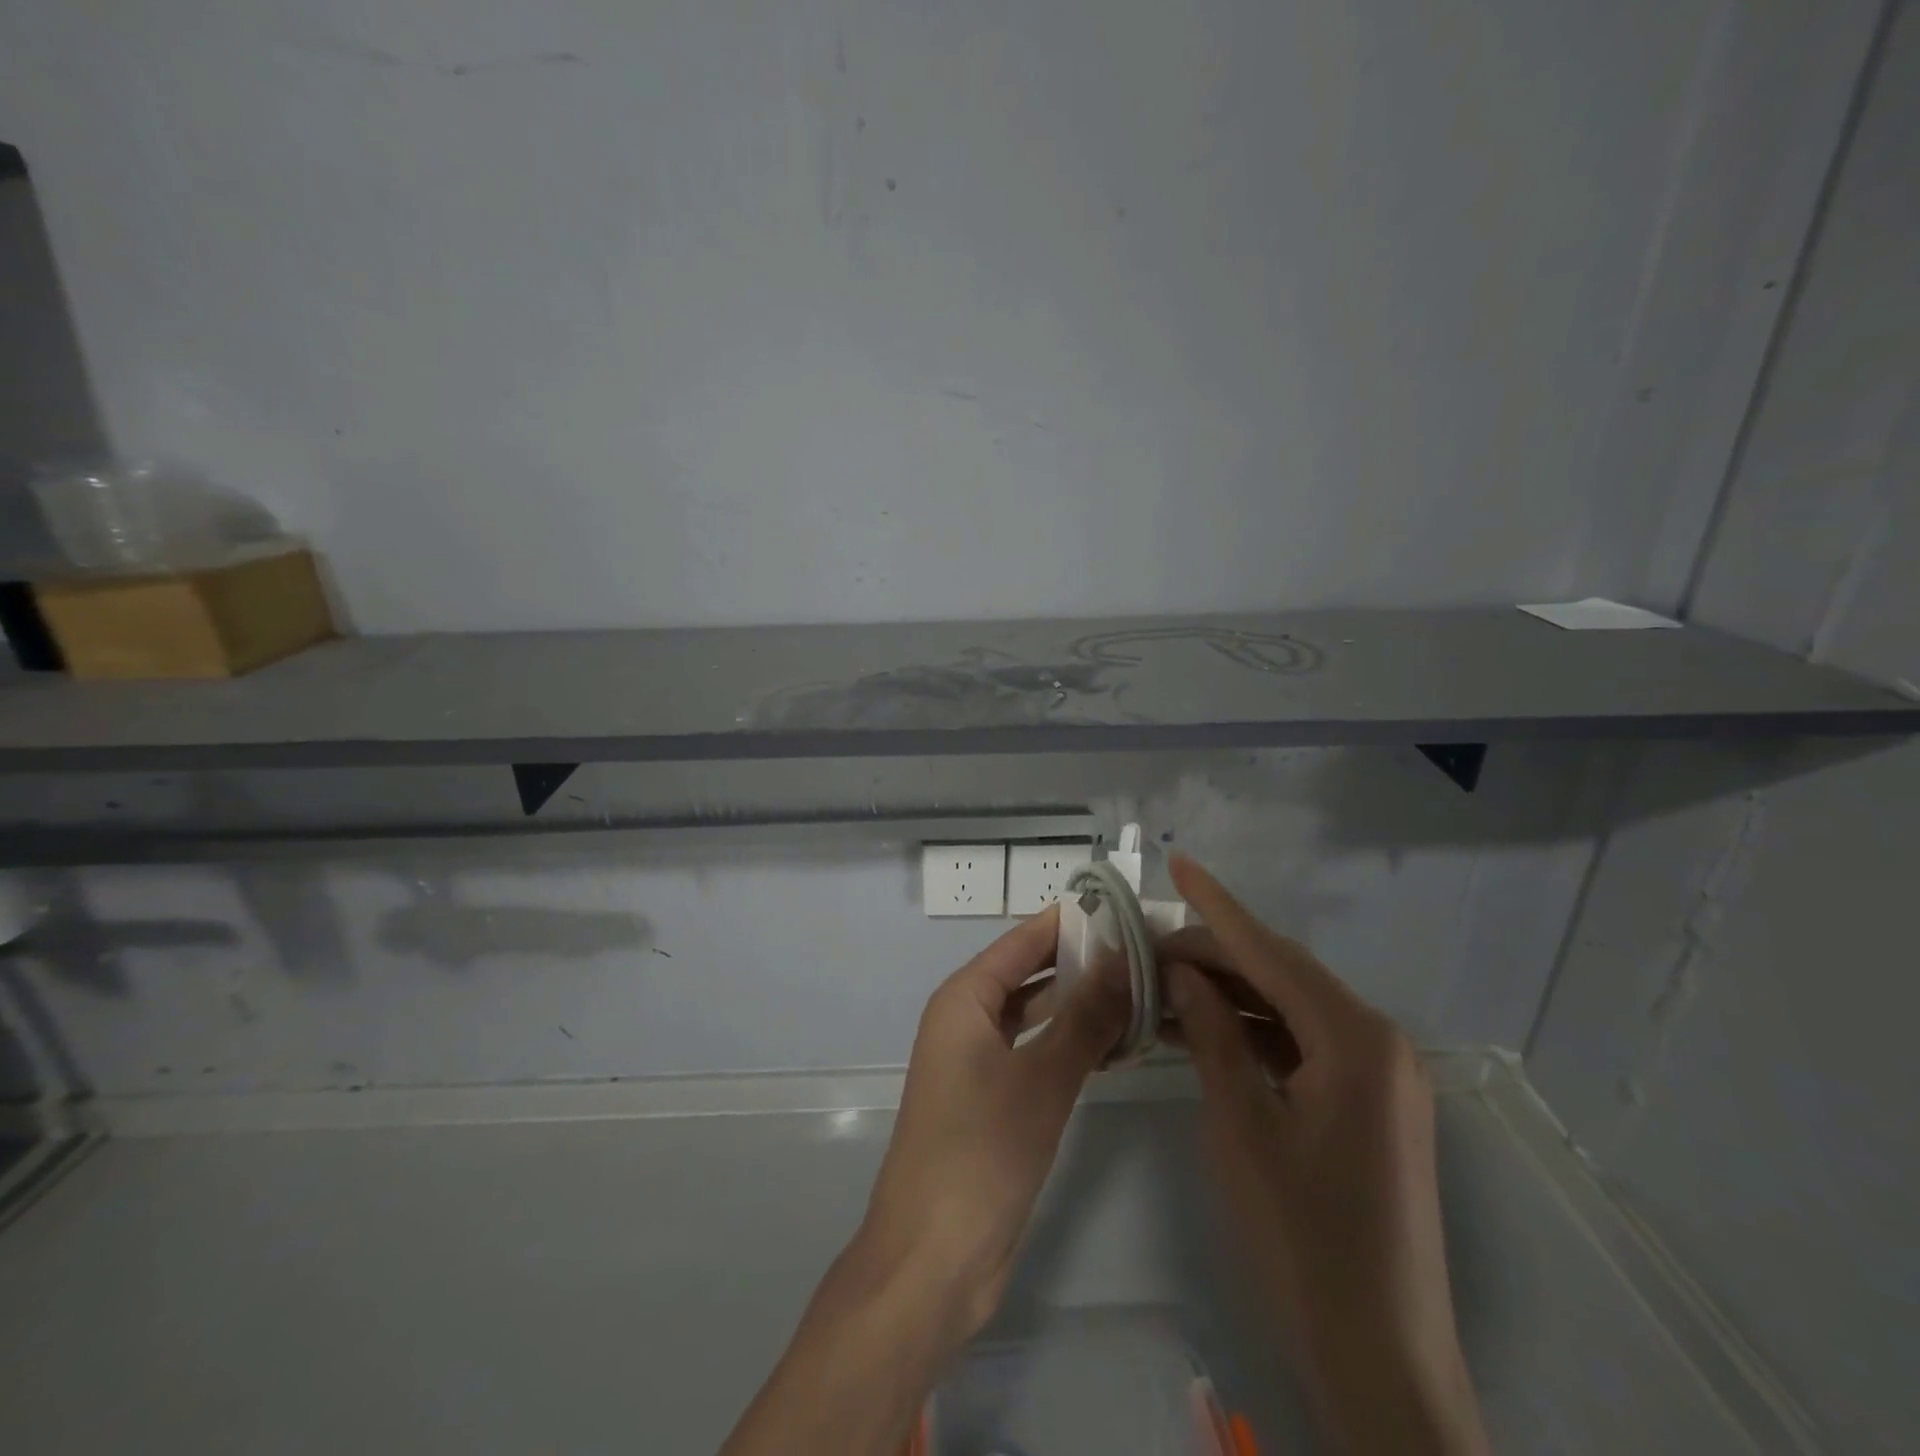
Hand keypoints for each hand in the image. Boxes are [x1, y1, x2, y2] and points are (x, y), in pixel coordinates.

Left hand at [721, 908, 1129, 1455]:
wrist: (933, 1259)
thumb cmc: (980, 1153)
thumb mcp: (1041, 1079)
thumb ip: (1085, 1018)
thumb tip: (1124, 959)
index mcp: (963, 999)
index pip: (1022, 941)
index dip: (1067, 922)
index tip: (1121, 907)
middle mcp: (967, 1020)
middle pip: (1029, 974)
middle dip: (1081, 963)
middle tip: (1145, 952)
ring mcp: (979, 1062)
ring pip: (1036, 1016)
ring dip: (1080, 1006)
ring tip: (1142, 992)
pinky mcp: (994, 1100)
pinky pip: (1036, 1053)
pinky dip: (1071, 1045)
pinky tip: (1117, 1045)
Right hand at [1161, 855, 1488, 1455]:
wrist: (1381, 1358)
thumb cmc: (1304, 1238)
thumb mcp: (1242, 1126)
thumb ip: (1213, 1036)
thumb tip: (1183, 974)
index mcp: (1355, 1039)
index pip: (1269, 952)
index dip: (1217, 907)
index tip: (1178, 862)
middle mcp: (1378, 1042)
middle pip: (1282, 975)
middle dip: (1215, 956)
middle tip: (1150, 950)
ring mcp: (1380, 1075)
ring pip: (1290, 1009)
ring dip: (1231, 996)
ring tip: (1165, 988)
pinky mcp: (1372, 1103)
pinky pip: (1304, 1045)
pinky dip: (1254, 1034)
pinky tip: (1204, 1033)